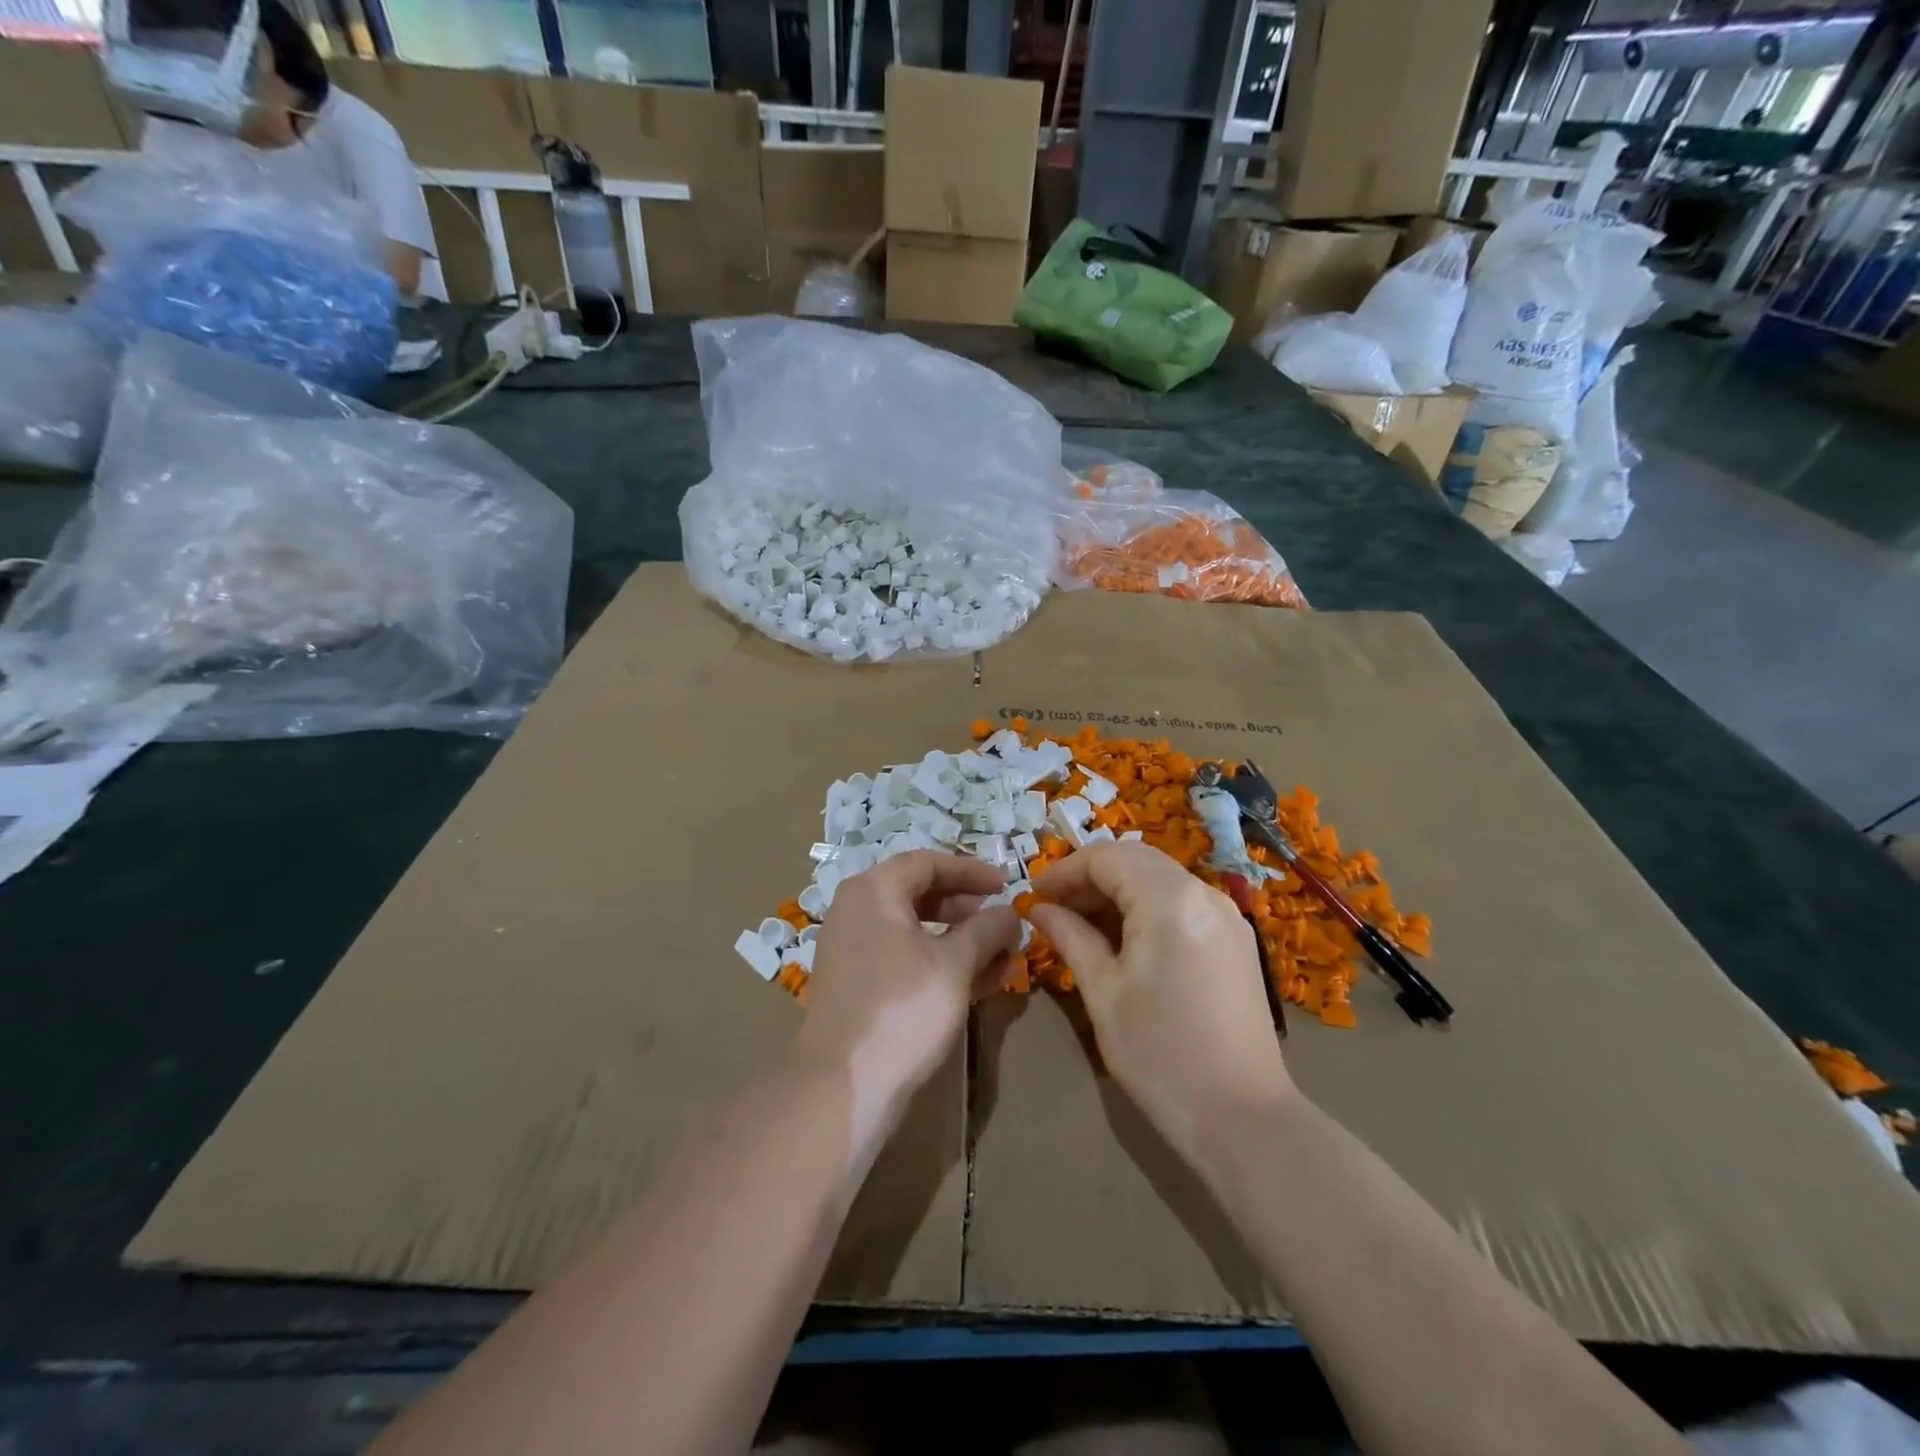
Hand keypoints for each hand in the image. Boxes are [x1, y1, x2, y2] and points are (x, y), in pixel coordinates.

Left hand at [796, 852, 1021, 1134]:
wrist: (843, 1086)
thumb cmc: (902, 1009)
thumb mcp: (954, 965)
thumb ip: (986, 930)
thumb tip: (1010, 913)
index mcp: (874, 891)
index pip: (927, 863)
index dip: (971, 871)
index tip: (1006, 883)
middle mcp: (857, 911)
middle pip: (919, 894)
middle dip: (967, 908)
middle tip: (1001, 922)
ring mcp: (853, 950)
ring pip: (914, 931)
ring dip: (959, 940)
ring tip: (1000, 958)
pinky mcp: (857, 985)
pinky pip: (903, 958)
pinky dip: (938, 963)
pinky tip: (977, 984)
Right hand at [1030, 843, 1294, 1156]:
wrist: (1243, 1119)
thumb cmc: (1160, 1054)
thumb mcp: (1103, 992)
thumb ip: (1070, 937)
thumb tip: (1040, 909)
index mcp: (1169, 898)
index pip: (1106, 858)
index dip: (1064, 871)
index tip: (1033, 896)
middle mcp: (1204, 893)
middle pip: (1136, 860)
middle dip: (1090, 877)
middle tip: (1054, 908)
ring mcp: (1227, 916)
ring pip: (1160, 879)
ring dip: (1118, 891)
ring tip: (1081, 926)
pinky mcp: (1236, 941)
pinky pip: (1182, 904)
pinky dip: (1147, 908)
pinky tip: (1124, 941)